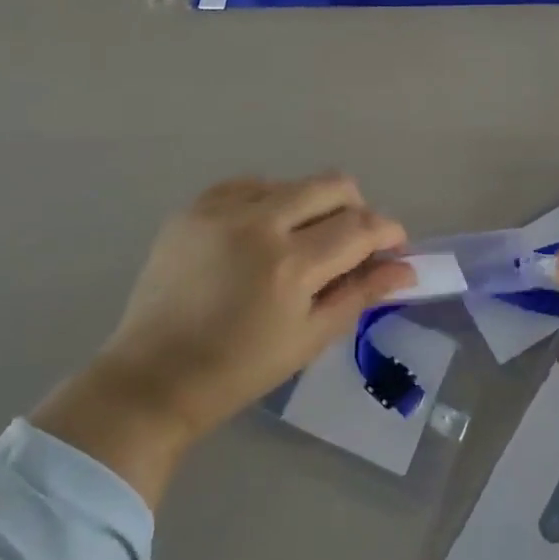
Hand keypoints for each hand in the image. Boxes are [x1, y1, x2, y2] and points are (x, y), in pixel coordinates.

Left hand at [33, 174, 412, 502]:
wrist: (152, 377)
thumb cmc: (238, 370)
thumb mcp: (309, 338)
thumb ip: (361, 294)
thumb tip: (405, 268)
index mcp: (291, 265)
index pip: (361, 227)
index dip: (388, 232)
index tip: (394, 246)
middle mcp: (260, 223)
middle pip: (334, 184)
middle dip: (357, 209)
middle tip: (351, 244)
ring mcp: (222, 209)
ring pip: (294, 182)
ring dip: (312, 207)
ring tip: (298, 246)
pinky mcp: (196, 206)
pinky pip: (252, 185)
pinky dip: (270, 203)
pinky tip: (261, 235)